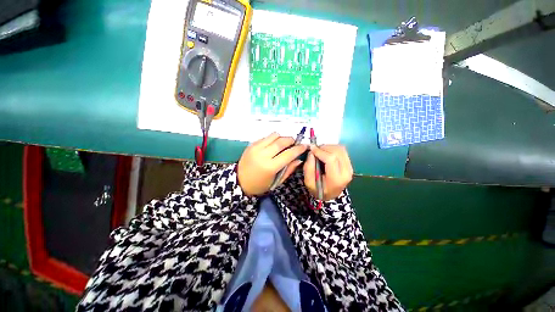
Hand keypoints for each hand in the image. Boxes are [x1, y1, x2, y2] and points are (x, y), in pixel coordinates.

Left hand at [238, 133, 306, 195]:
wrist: (238, 181)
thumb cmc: (259, 185)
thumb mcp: (276, 182)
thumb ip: (288, 170)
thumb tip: (299, 159)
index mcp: (270, 167)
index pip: (288, 154)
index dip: (298, 149)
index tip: (305, 146)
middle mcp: (263, 154)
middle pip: (281, 141)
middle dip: (291, 140)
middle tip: (295, 143)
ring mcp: (256, 148)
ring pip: (274, 136)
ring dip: (282, 138)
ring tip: (284, 144)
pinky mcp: (251, 144)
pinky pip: (266, 137)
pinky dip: (273, 139)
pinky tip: (273, 145)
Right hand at [303, 145, 352, 200]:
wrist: (330, 195)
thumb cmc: (318, 190)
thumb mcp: (309, 183)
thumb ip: (308, 168)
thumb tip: (311, 153)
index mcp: (336, 179)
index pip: (331, 159)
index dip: (320, 151)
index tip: (311, 149)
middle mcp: (346, 172)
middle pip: (337, 152)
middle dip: (324, 148)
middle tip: (315, 150)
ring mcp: (350, 168)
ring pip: (341, 149)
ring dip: (328, 147)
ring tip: (320, 152)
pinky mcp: (349, 164)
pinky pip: (342, 151)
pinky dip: (332, 149)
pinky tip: (326, 153)